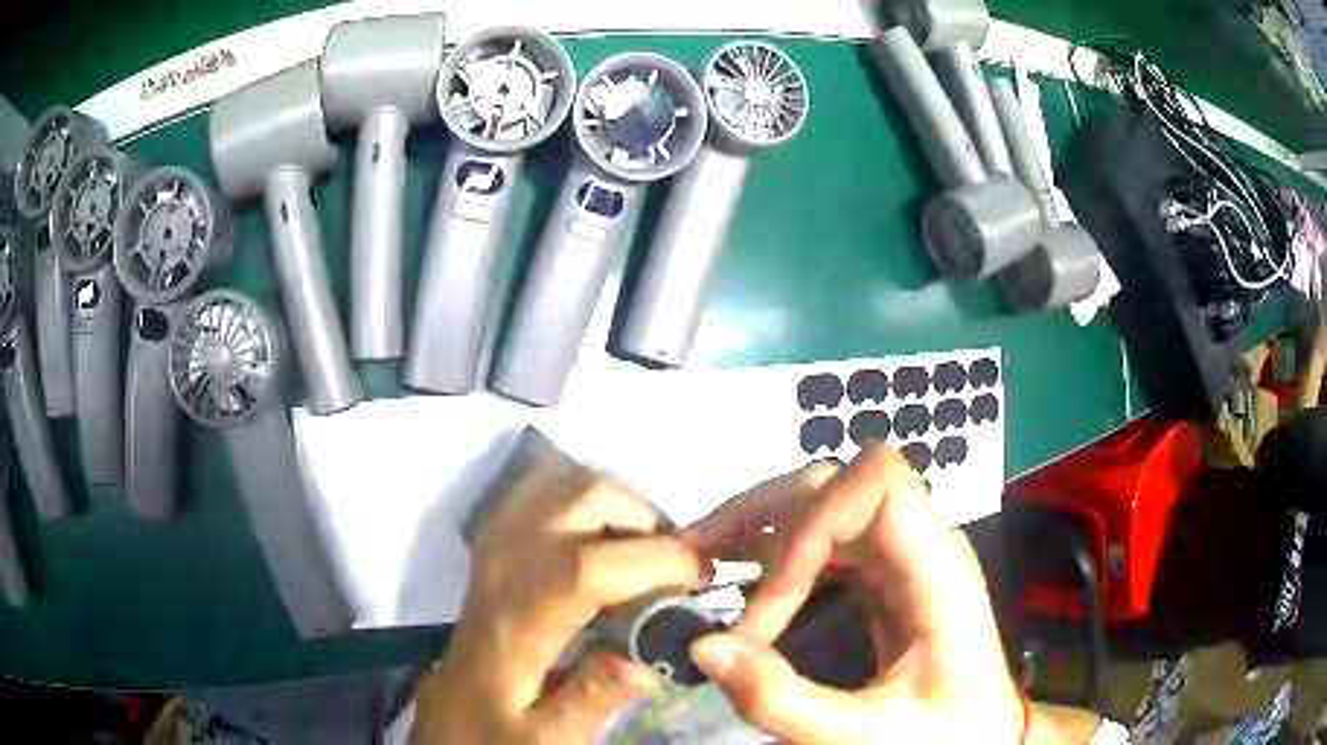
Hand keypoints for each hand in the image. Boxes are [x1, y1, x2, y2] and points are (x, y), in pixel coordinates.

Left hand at [411, 460, 704, 744]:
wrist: (448, 709)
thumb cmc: (496, 727)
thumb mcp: (546, 738)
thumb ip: (594, 698)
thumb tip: (651, 656)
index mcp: (517, 621)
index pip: (586, 567)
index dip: (654, 560)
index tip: (698, 577)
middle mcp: (503, 566)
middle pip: (580, 499)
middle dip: (644, 518)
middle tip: (674, 564)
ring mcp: (495, 543)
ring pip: (565, 481)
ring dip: (618, 504)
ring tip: (645, 550)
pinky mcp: (496, 538)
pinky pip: (545, 487)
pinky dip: (586, 498)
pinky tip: (604, 535)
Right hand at [687, 446, 1026, 743]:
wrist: (985, 736)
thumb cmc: (947, 736)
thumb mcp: (866, 737)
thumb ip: (786, 702)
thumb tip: (704, 646)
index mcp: (939, 571)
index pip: (878, 482)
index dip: (811, 521)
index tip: (769, 600)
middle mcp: (922, 544)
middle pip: (837, 483)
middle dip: (764, 518)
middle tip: (699, 564)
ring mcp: (902, 555)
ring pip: (823, 503)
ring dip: (761, 528)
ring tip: (704, 564)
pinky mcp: (885, 573)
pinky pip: (824, 540)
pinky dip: (776, 554)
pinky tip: (741, 582)